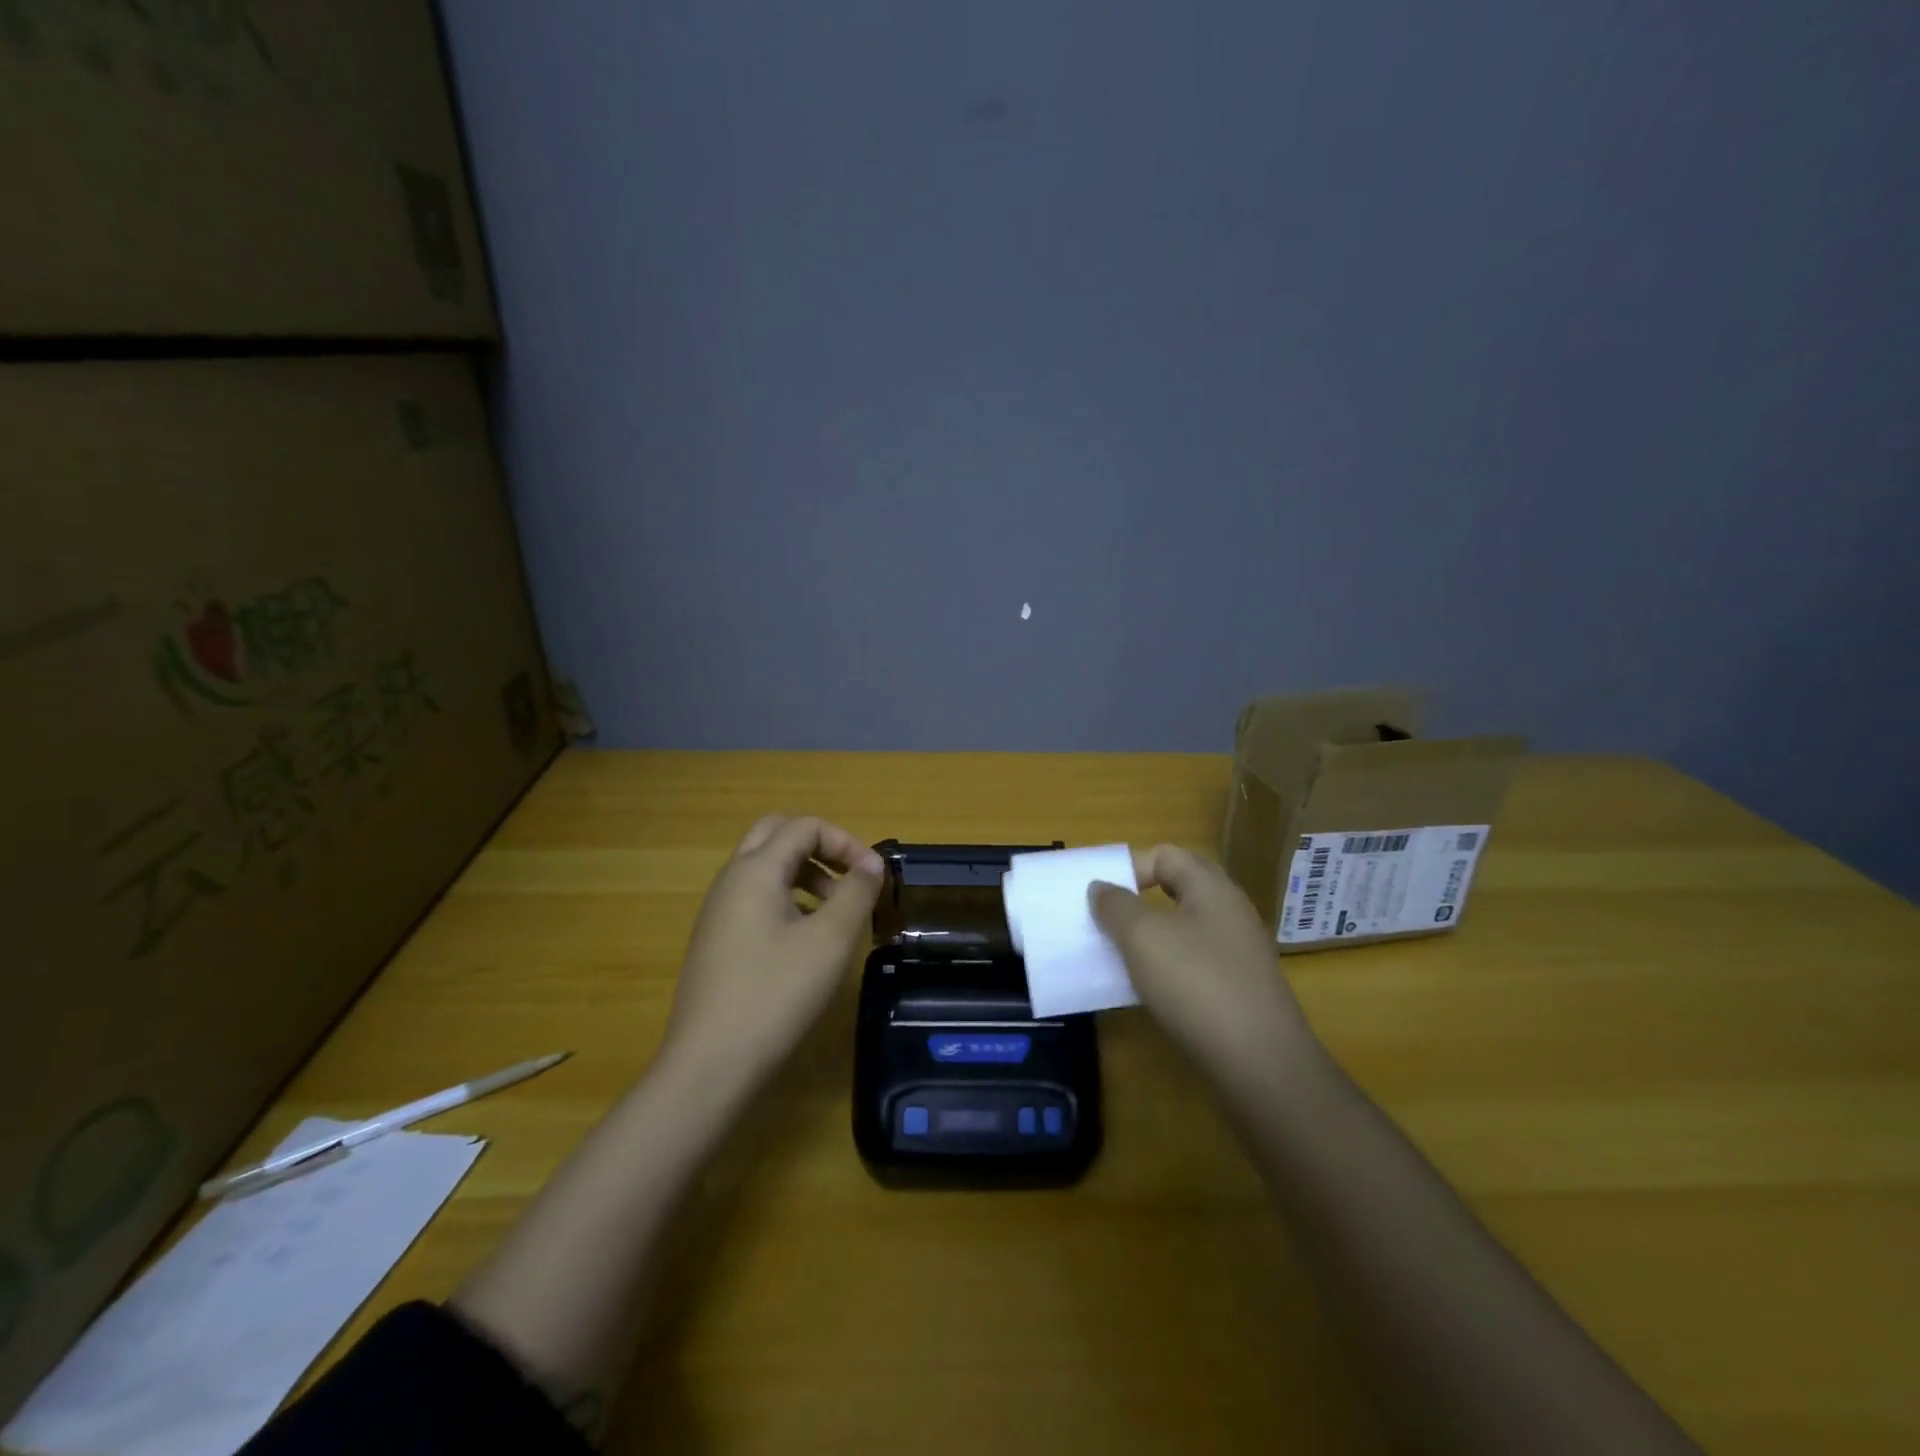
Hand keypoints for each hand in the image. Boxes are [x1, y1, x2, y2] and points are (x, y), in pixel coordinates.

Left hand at [661, 814, 883, 1093]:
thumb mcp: (830, 940)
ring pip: (763, 867)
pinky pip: (753, 898)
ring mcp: (718, 911)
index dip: (845, 841)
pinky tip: (804, 942)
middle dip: (819, 847)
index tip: (873, 877)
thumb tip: (871, 863)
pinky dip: (785, 899)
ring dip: (803, 874)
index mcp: (755, 870)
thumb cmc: (776, 993)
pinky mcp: (716, 940)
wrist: (710, 1063)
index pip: (804, 826)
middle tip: (848, 879)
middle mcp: (731, 880)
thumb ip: (856, 892)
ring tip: (834, 913)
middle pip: (776, 835)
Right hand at [1090, 845, 1320, 1089]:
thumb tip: (1101, 887)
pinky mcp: (1239, 990)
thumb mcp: (1143, 936)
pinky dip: (1167, 969)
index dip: (1130, 866)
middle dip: (1137, 902)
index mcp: (1212, 888)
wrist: (1260, 1064)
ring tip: (1119, 958)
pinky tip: (1149, 991)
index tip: (1101, 897)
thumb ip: (1115, 905)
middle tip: (1105, 922)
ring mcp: (1238, 954)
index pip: (1166, 855)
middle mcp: (1230, 913)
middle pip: (1177, 890)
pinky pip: (1194, 963)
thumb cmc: (1196, 983)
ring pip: (1183, 929)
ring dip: (1149, 938)